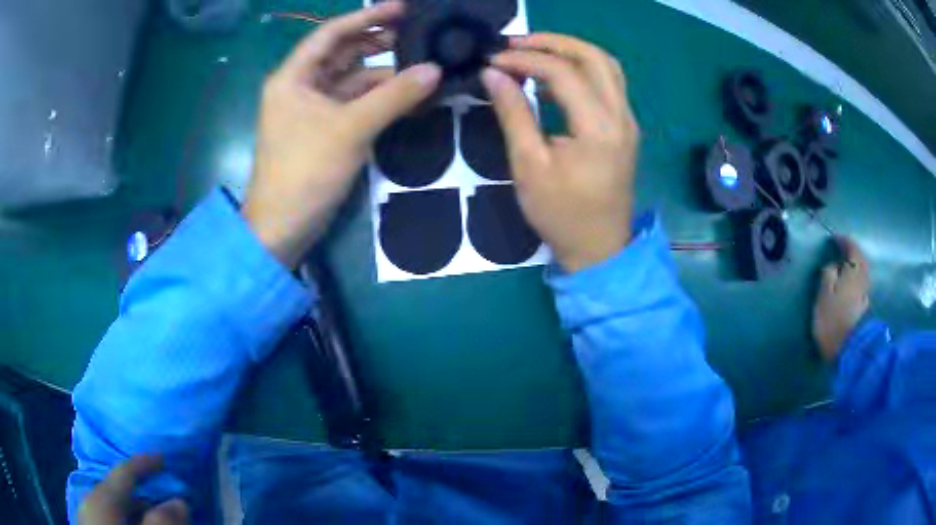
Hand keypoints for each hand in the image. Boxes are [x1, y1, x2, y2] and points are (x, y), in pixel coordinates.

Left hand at [78, 456, 188, 524]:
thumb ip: (160, 522)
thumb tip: (179, 501)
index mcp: (102, 496)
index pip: (123, 469)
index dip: (144, 462)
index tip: (163, 457)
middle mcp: (90, 495)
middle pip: (116, 489)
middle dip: (140, 495)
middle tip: (163, 504)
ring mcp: (85, 509)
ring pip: (109, 503)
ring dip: (130, 508)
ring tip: (146, 517)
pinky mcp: (86, 520)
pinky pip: (103, 512)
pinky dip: (118, 516)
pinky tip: (125, 522)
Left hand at [244, 2, 441, 267]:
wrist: (283, 226)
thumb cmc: (305, 171)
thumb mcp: (351, 129)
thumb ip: (394, 96)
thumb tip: (436, 70)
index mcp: (294, 77)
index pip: (331, 34)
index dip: (366, 17)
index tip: (402, 8)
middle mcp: (301, 87)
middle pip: (342, 53)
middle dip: (377, 41)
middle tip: (417, 33)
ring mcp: (313, 109)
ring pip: (351, 79)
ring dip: (382, 71)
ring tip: (420, 61)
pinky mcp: (324, 130)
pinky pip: (354, 103)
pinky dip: (378, 97)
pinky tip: (406, 92)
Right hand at [481, 33, 638, 272]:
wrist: (599, 249)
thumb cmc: (561, 214)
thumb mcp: (529, 166)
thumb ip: (513, 114)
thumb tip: (493, 74)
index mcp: (599, 129)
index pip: (564, 73)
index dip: (526, 59)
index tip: (494, 61)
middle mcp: (622, 117)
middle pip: (595, 57)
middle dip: (553, 43)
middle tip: (515, 45)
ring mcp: (628, 121)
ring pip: (607, 66)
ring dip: (571, 52)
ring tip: (533, 54)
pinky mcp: (626, 127)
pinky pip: (608, 84)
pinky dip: (582, 70)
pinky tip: (554, 79)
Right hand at [813, 237, 870, 361]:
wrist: (849, 351)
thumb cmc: (834, 320)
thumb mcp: (824, 295)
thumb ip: (828, 275)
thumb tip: (833, 265)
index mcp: (854, 269)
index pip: (851, 246)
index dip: (842, 240)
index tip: (833, 239)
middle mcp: (862, 277)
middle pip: (859, 259)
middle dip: (851, 253)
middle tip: (841, 251)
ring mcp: (865, 293)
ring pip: (861, 272)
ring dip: (854, 267)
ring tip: (844, 268)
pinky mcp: (864, 308)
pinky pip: (860, 285)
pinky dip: (855, 280)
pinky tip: (850, 285)